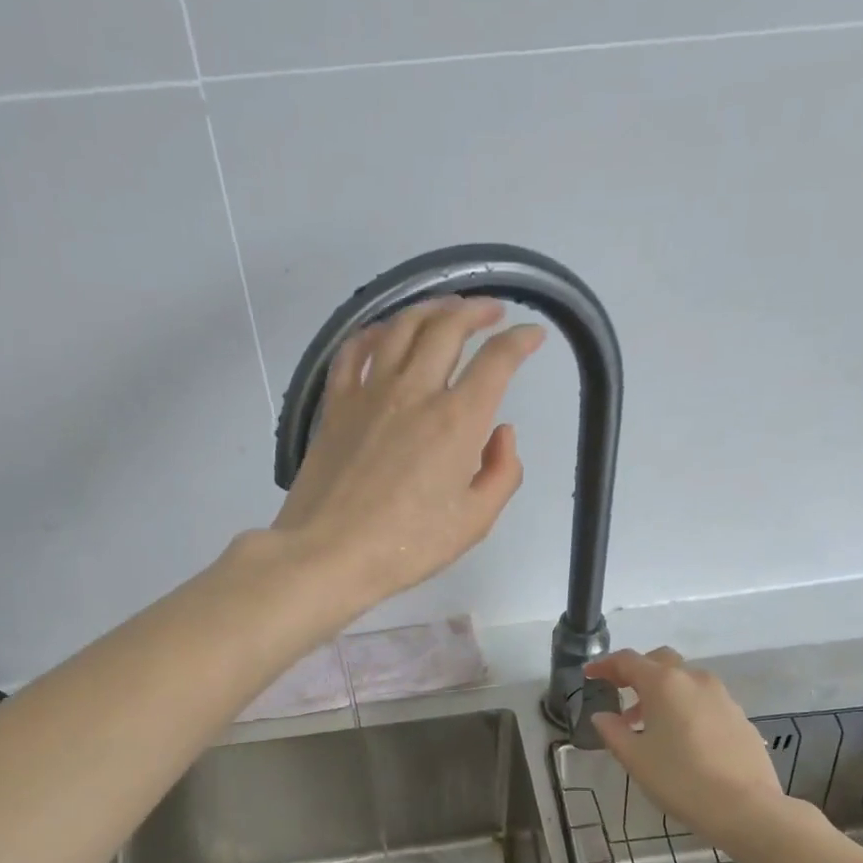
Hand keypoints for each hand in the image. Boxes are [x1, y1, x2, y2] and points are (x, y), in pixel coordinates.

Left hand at [273, 297, 543, 614]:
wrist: (329, 554)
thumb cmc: (407, 546)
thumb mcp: (474, 522)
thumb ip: (502, 473)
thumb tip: (501, 433)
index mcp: (457, 420)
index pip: (497, 361)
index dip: (521, 341)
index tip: (533, 336)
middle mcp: (415, 392)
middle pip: (448, 327)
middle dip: (477, 310)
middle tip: (491, 311)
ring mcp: (370, 393)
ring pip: (401, 327)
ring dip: (430, 309)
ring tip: (445, 309)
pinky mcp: (336, 404)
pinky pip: (353, 351)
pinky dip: (373, 331)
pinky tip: (383, 332)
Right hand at [587, 648, 802, 850]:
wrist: (746, 808)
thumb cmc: (680, 779)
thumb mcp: (635, 758)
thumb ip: (613, 731)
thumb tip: (602, 716)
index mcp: (664, 683)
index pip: (628, 661)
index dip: (605, 665)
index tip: (590, 674)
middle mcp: (694, 679)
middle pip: (660, 661)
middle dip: (637, 671)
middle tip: (620, 691)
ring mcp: (722, 697)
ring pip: (685, 680)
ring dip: (662, 691)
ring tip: (648, 722)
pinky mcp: (740, 717)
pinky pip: (705, 700)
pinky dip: (685, 706)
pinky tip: (681, 737)